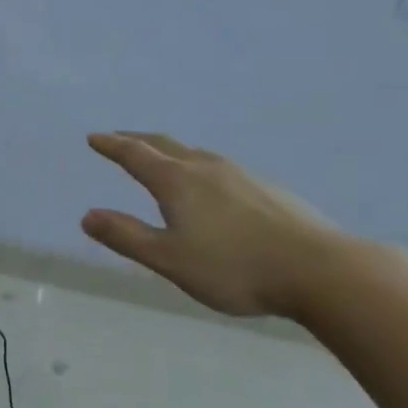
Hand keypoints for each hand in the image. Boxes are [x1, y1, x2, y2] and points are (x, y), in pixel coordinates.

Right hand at [81, 132, 356, 317]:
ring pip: (194, 153)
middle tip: (120, 137)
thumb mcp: (170, 259)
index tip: (94, 137)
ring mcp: (240, 175)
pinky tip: (210, 185)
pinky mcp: (267, 189)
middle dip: (137, 139)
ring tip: (162, 157)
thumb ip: (127, 237)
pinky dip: (198, 166)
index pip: (135, 155)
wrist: (321, 270)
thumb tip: (87, 216)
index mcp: (177, 182)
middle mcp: (205, 168)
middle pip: (164, 144)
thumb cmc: (235, 267)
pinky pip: (219, 168)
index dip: (112, 145)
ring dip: (169, 150)